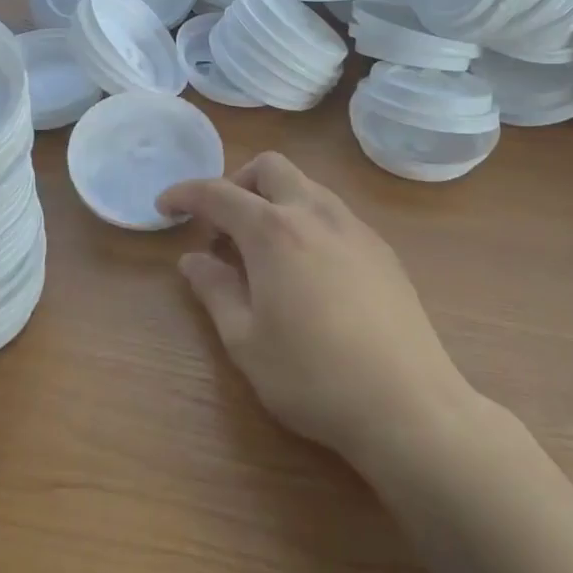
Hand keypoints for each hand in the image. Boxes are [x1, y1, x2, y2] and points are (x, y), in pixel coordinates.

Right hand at [157, 152, 473, 464]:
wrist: (408, 404)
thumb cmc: (312, 376)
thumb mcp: (245, 340)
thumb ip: (215, 290)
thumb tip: (193, 260)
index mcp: (274, 231)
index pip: (218, 193)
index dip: (185, 194)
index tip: (164, 207)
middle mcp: (315, 214)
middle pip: (270, 167)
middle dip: (237, 183)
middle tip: (221, 227)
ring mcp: (355, 228)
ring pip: (306, 186)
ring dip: (274, 200)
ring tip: (262, 252)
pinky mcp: (382, 249)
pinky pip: (333, 213)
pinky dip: (305, 220)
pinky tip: (306, 270)